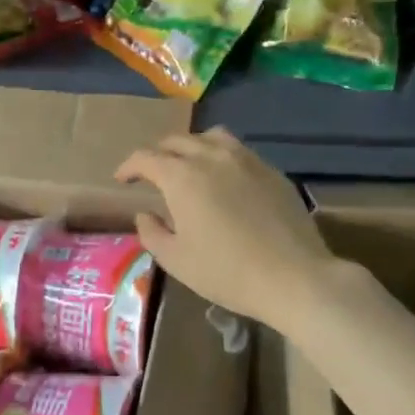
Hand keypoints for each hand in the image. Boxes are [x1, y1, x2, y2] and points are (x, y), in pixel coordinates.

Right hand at [116, 128, 338, 333]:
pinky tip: (225, 180)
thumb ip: (151, 233)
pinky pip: (239, 151)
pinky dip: (221, 157)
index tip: (122, 180)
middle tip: (151, 173)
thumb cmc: (226, 272)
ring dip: (192, 147)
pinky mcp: (272, 171)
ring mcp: (247, 160)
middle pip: (177, 141)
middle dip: (158, 153)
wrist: (293, 277)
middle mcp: (212, 157)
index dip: (129, 166)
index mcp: (182, 177)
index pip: (146, 158)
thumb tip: (145, 214)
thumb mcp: (176, 260)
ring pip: (211, 137)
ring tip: (189, 166)